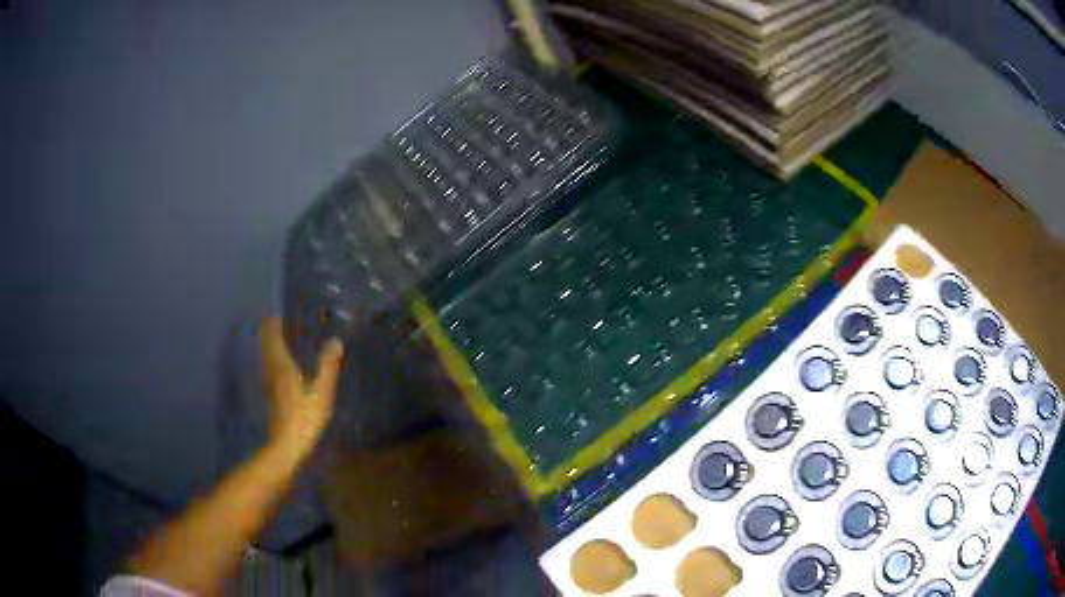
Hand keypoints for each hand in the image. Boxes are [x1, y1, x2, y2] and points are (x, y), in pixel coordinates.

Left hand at [259, 318, 344, 458]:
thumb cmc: (304, 418)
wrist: (286, 446)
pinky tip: (289, 364)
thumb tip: (336, 341)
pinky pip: (272, 367)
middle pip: (267, 343)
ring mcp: (269, 382)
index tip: (282, 311)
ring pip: (268, 355)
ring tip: (290, 338)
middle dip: (274, 330)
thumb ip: (328, 366)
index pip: (270, 334)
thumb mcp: (322, 393)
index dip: (273, 321)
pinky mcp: (271, 394)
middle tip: (289, 321)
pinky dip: (277, 358)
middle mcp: (271, 369)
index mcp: (281, 364)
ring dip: (274, 344)